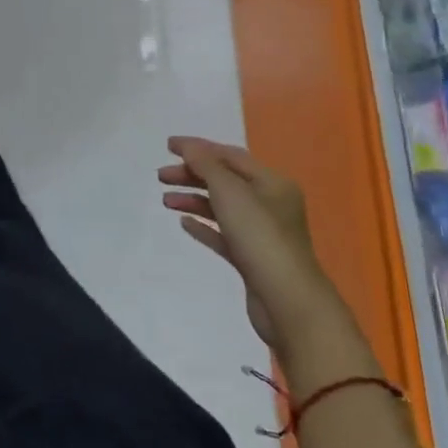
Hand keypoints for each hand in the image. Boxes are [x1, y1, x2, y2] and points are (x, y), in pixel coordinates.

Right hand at [159, 136, 347, 354]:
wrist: (287, 301)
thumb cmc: (260, 238)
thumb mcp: (231, 192)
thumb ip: (206, 165)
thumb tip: (188, 147)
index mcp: (272, 182)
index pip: (230, 155)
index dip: (198, 148)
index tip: (167, 146)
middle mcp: (270, 203)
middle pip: (225, 180)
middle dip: (192, 175)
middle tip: (161, 176)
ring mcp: (261, 233)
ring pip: (222, 207)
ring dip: (193, 200)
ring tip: (166, 201)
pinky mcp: (251, 258)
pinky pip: (223, 234)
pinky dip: (203, 226)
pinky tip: (184, 224)